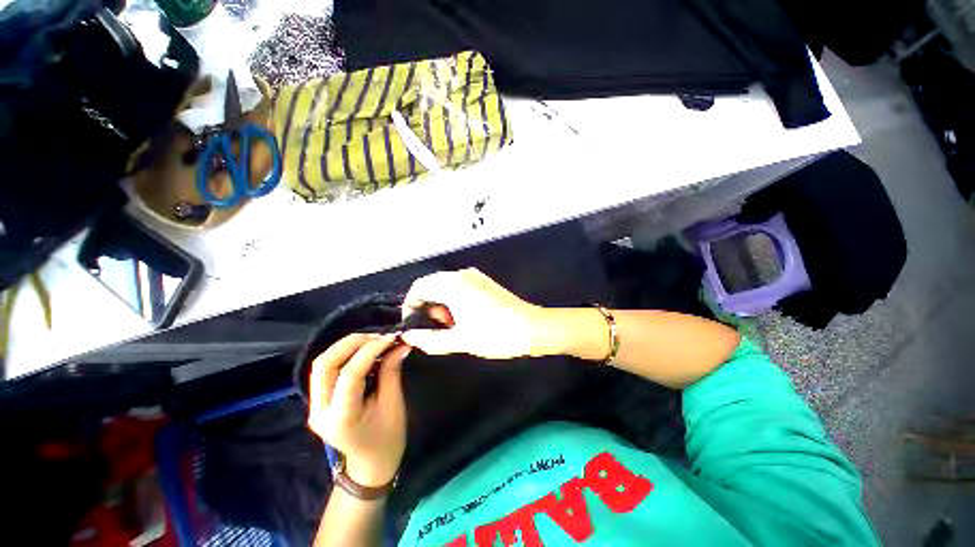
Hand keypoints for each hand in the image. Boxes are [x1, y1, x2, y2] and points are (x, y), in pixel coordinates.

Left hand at [307, 333, 410, 487]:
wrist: (370, 464)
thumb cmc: (387, 438)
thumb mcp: (393, 404)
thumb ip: (391, 371)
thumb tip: (400, 345)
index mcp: (342, 417)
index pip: (350, 374)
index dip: (370, 350)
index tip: (391, 338)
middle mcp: (320, 411)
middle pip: (324, 364)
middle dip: (351, 343)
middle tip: (378, 336)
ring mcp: (315, 406)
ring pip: (322, 364)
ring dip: (347, 346)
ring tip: (372, 340)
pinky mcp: (319, 401)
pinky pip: (327, 370)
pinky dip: (345, 355)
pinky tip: (364, 351)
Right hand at [400, 268, 549, 358]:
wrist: (532, 328)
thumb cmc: (496, 334)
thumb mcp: (460, 340)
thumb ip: (429, 339)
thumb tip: (409, 336)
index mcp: (453, 284)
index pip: (419, 287)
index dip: (410, 305)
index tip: (412, 324)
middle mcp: (462, 275)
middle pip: (431, 285)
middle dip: (427, 306)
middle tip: (436, 328)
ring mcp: (475, 277)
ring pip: (446, 286)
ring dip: (441, 304)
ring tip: (452, 325)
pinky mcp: (484, 282)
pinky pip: (460, 286)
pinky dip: (454, 300)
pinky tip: (464, 317)